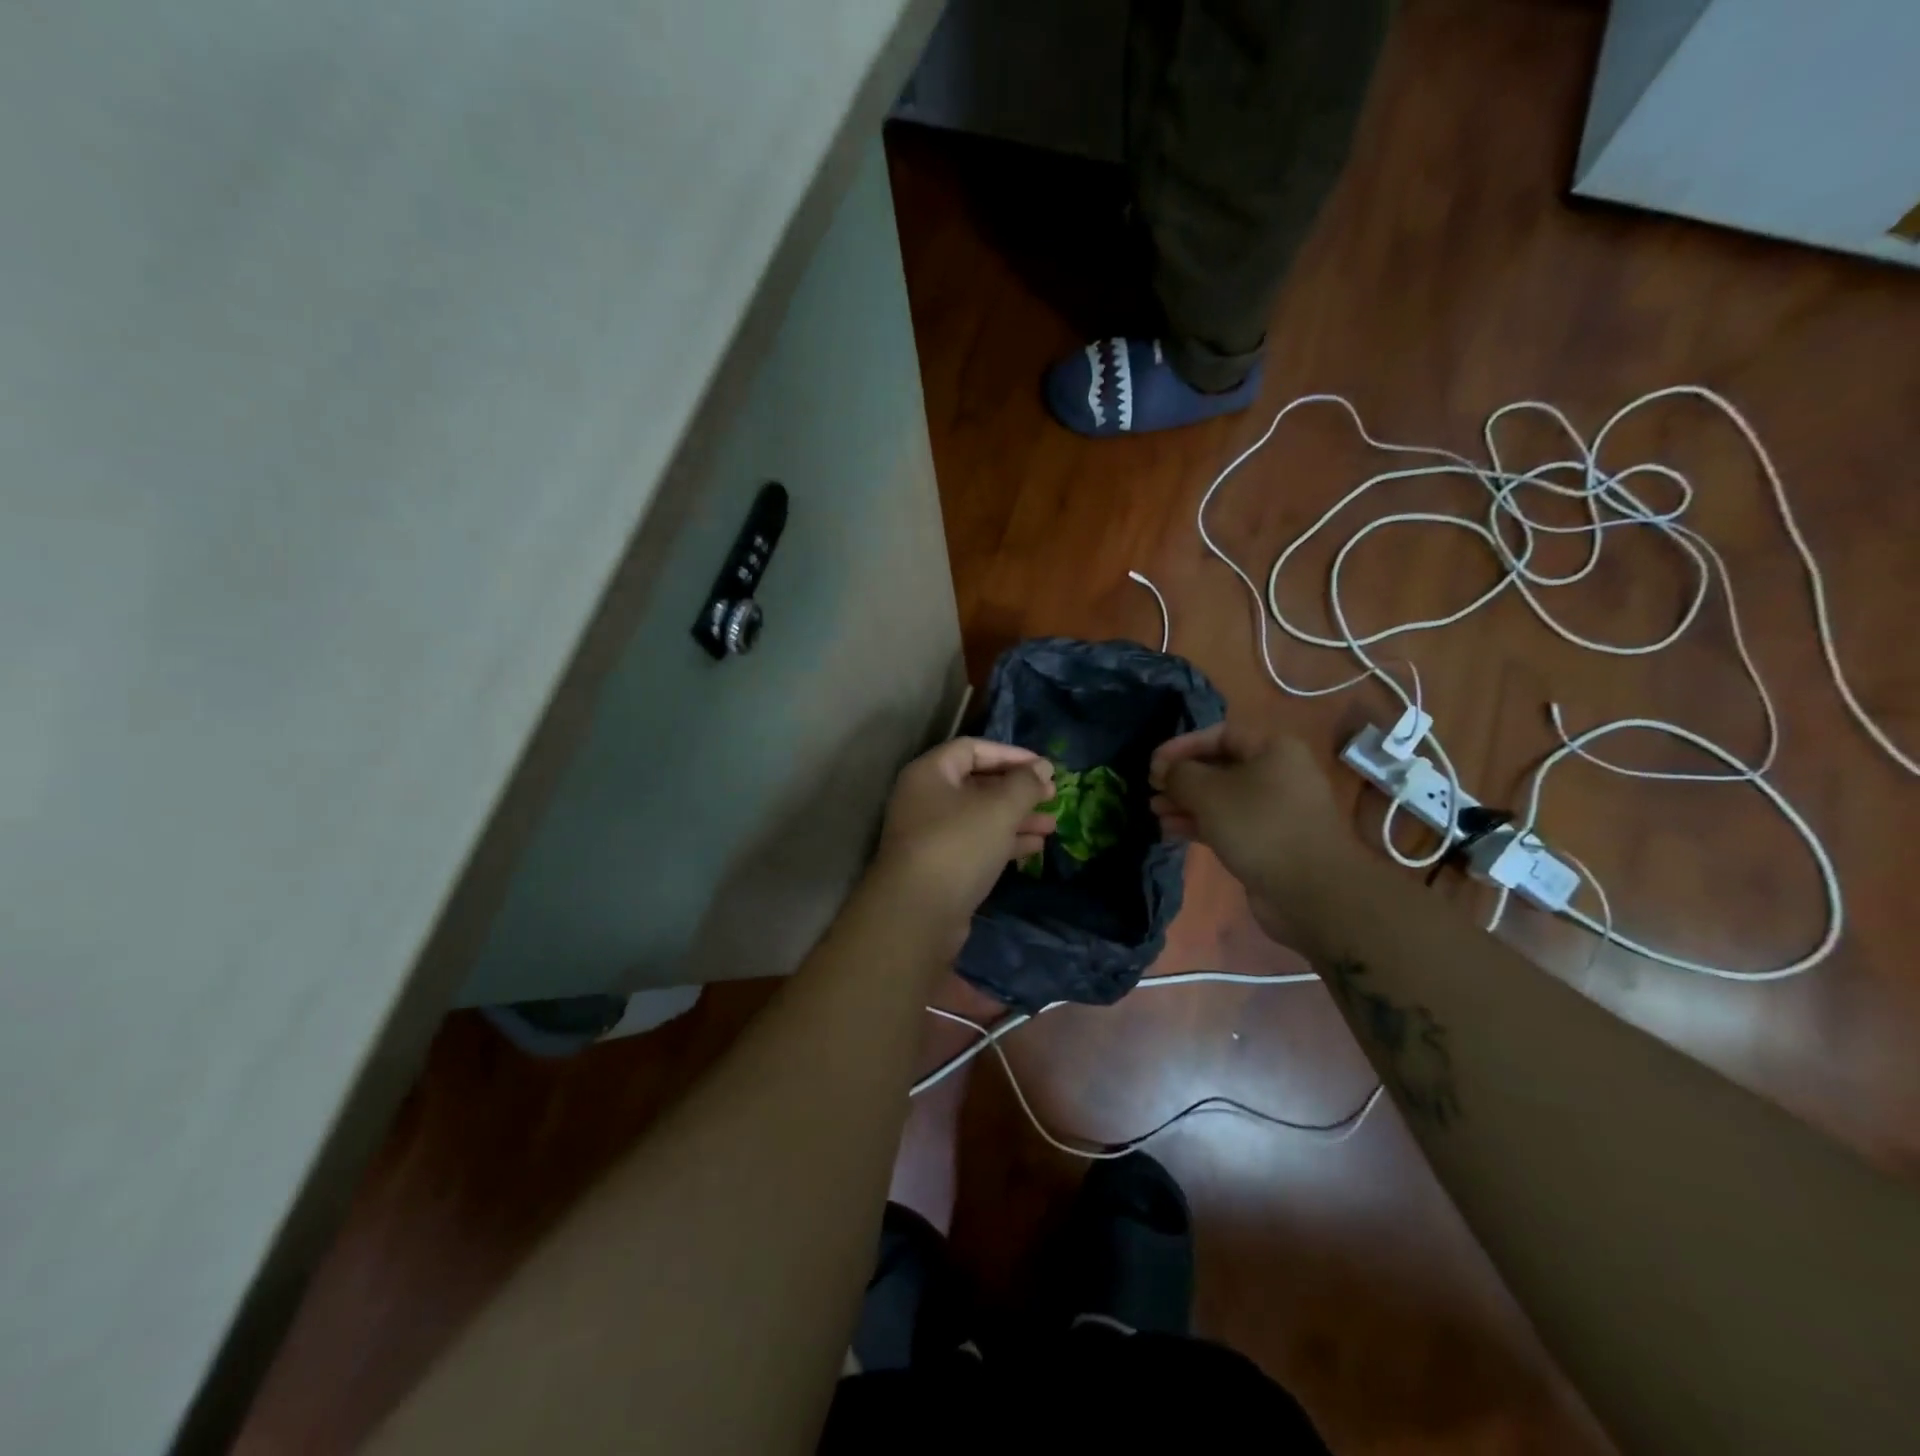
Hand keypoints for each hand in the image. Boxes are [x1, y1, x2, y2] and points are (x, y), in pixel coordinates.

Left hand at [873, 738, 1056, 942]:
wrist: (918, 914)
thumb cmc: (958, 845)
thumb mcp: (999, 808)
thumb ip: (1024, 784)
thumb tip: (1042, 768)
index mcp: (930, 773)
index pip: (973, 749)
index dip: (1011, 754)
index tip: (1044, 767)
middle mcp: (925, 799)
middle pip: (977, 783)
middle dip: (1017, 790)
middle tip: (1052, 797)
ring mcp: (931, 834)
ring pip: (980, 816)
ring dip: (1016, 818)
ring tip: (1051, 825)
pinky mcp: (940, 866)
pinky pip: (976, 843)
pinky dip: (1004, 842)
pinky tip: (1035, 848)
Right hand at [1149, 721, 1351, 948]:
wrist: (1310, 890)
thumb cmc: (1259, 826)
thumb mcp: (1209, 792)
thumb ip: (1180, 773)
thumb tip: (1167, 772)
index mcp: (1273, 749)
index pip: (1220, 734)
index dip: (1182, 746)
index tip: (1153, 764)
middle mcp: (1278, 773)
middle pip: (1220, 766)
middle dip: (1182, 778)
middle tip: (1153, 789)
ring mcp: (1275, 809)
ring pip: (1222, 797)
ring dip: (1187, 802)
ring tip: (1155, 812)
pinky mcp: (1269, 840)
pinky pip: (1229, 822)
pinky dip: (1201, 823)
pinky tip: (1171, 830)